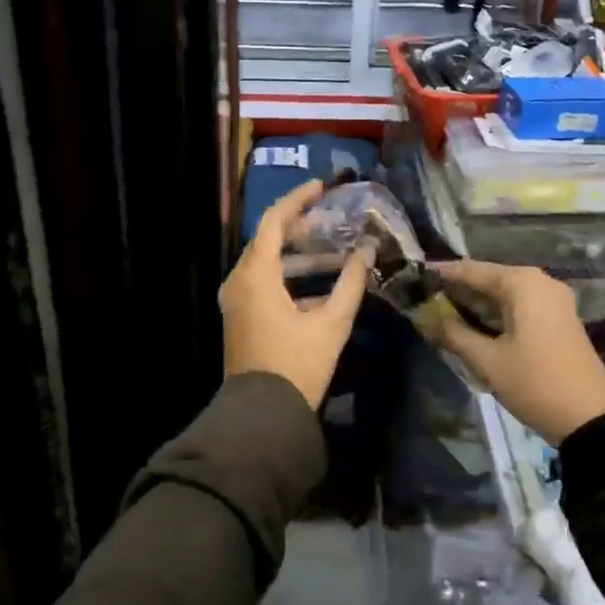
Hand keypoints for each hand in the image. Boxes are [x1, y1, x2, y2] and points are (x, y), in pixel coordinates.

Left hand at [221, 180, 373, 409]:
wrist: (262, 416)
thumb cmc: (297, 366)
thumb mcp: (331, 324)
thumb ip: (351, 283)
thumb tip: (367, 251)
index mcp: (255, 276)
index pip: (273, 221)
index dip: (297, 200)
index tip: (321, 188)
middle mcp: (239, 282)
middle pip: (268, 240)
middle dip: (300, 227)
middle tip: (331, 220)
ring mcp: (237, 301)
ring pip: (266, 264)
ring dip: (298, 255)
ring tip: (334, 251)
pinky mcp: (241, 318)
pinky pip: (263, 284)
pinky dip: (289, 278)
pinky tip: (321, 286)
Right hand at [427, 259, 604, 445]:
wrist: (591, 419)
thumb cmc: (535, 382)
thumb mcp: (487, 360)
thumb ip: (453, 333)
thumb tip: (425, 317)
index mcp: (522, 283)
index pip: (472, 270)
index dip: (442, 274)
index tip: (415, 276)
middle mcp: (539, 283)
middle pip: (489, 280)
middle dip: (458, 291)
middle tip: (425, 300)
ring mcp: (553, 302)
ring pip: (504, 295)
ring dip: (476, 305)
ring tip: (441, 314)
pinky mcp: (558, 321)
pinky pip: (519, 308)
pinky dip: (495, 315)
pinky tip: (473, 328)